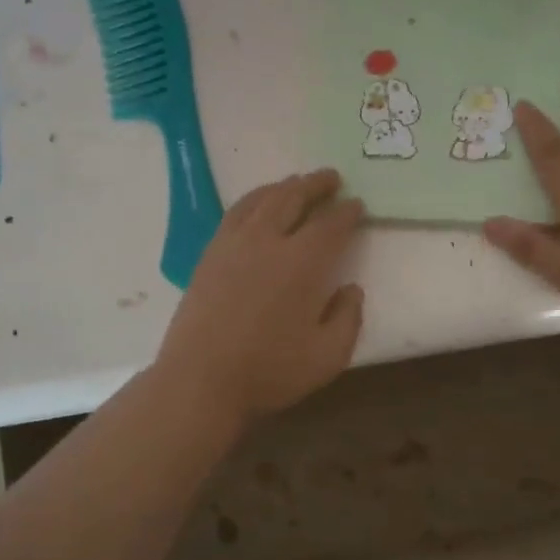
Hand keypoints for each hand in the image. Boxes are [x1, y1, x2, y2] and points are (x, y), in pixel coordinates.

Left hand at [153, 169, 364, 430]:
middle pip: (294, 198)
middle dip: (317, 185)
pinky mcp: (210, 254)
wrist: (200, 380)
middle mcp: (267, 242)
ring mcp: (233, 244)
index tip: (358, 205)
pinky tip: (259, 205)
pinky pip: (236, 212)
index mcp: (302, 263)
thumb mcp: (328, 357)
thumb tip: (351, 290)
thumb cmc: (270, 371)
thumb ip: (348, 319)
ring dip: (285, 186)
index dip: (348, 212)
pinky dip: (255, 199)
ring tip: (298, 182)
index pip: (331, 225)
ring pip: (262, 199)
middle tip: (332, 178)